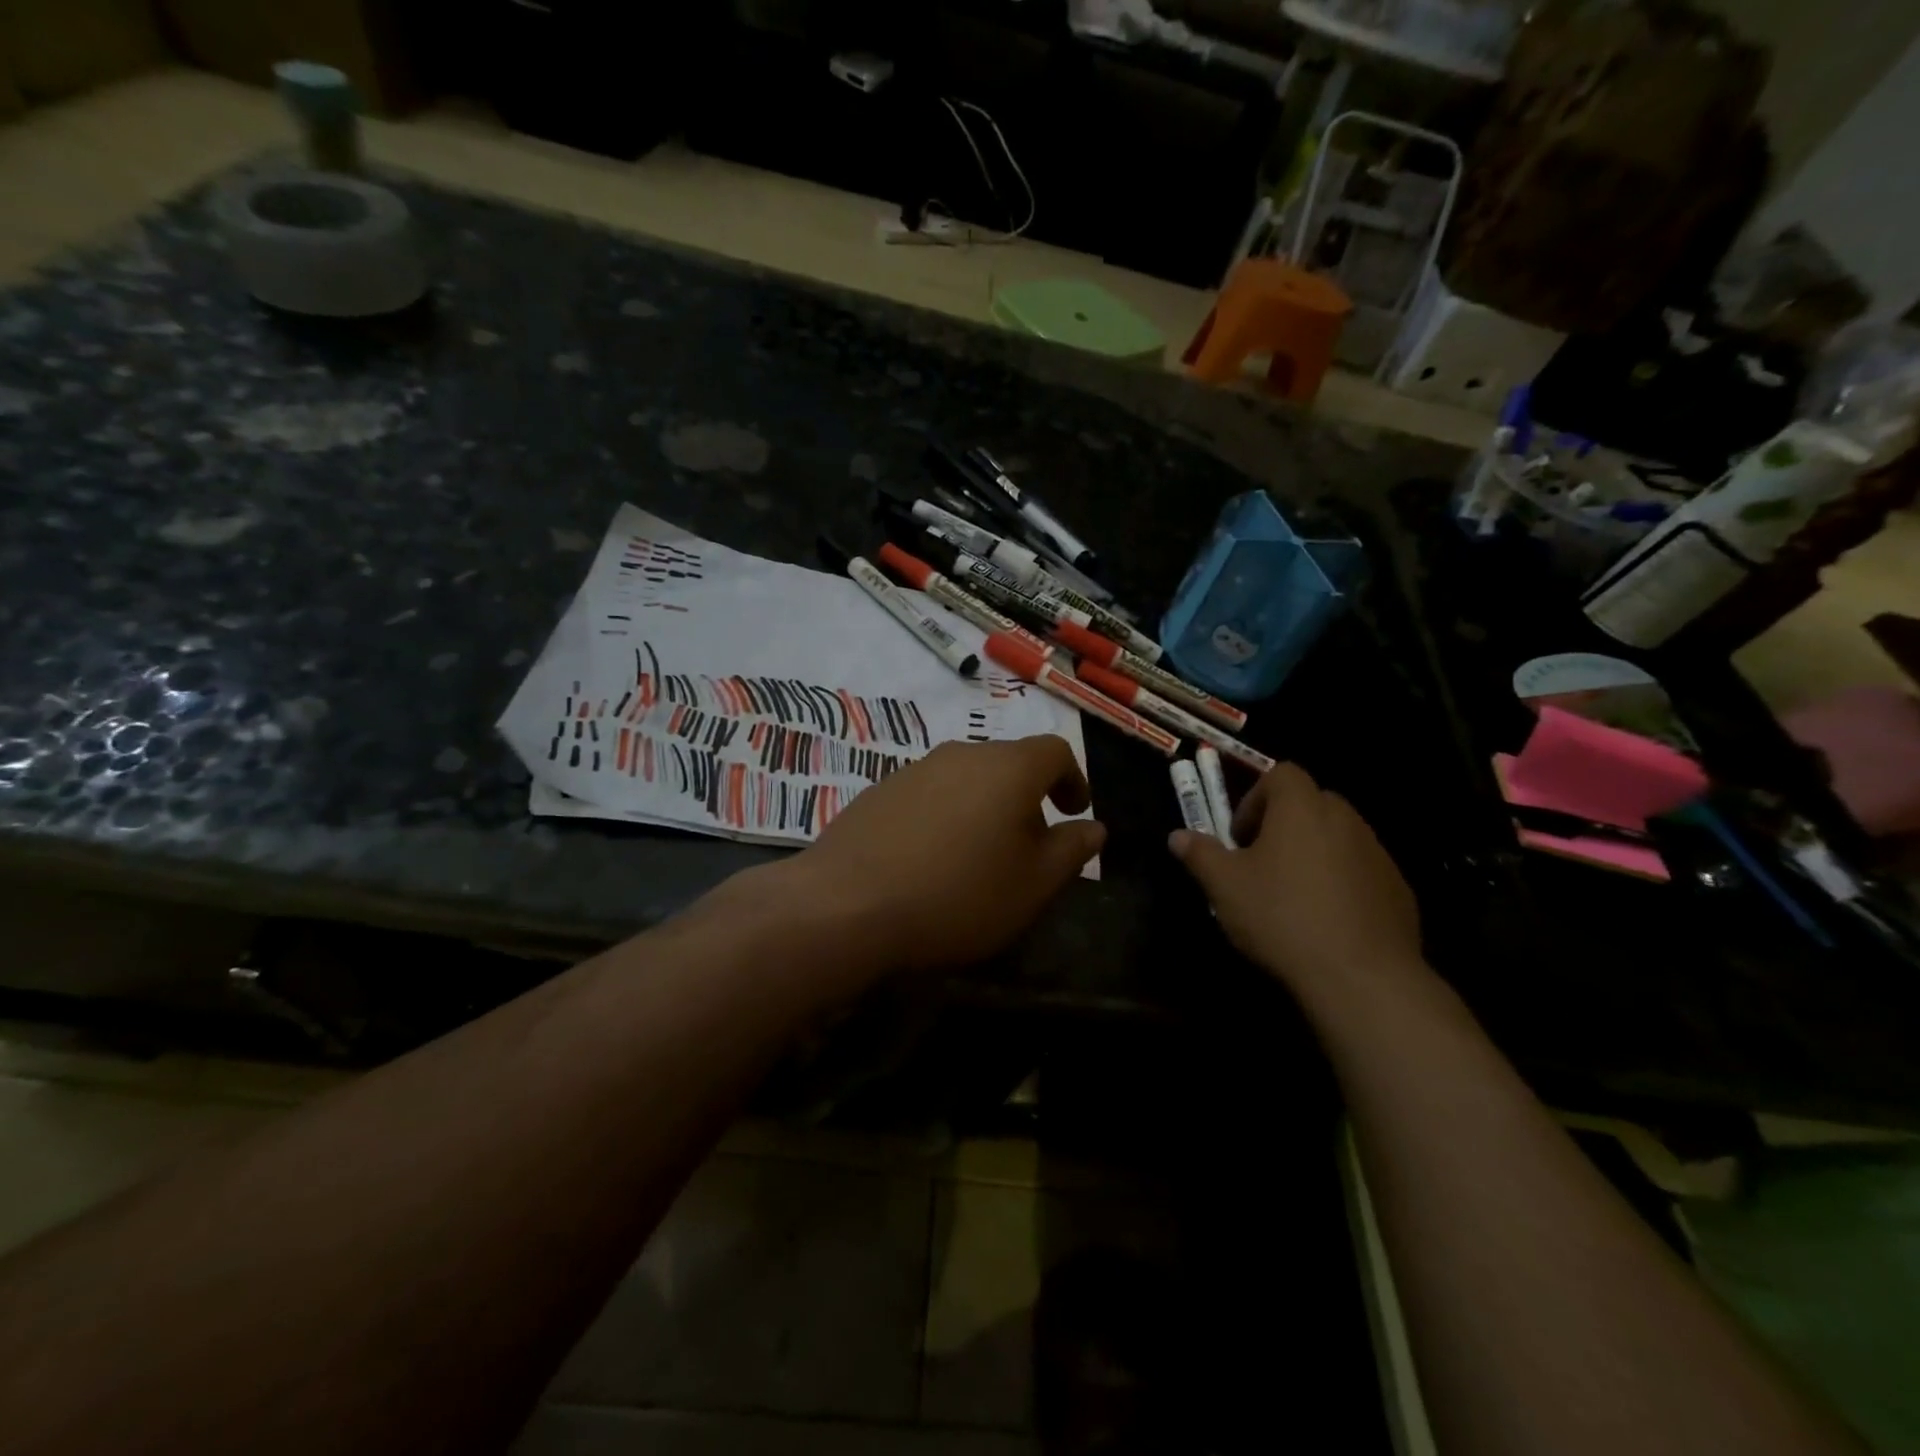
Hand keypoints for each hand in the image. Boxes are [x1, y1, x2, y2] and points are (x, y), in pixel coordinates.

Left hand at [783, 736, 1105, 973]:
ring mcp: (914, 769)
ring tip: (979, 854)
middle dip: (1027, 796)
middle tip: (1029, 842)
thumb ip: (1071, 851)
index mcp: (1008, 768)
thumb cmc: (958, 895)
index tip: (1074, 811)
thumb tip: (1094, 827)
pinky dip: (945, 815)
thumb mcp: (1032, 885)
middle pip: (1007, 762)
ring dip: (983, 805)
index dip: (1073, 779)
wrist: (846, 904)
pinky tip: (931, 858)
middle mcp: (961, 754)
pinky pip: (929, 794)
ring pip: (965, 777)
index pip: (1054, 751)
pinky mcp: (879, 790)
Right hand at [1169, 763, 1423, 1004]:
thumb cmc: (1282, 917)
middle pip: (1311, 802)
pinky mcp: (1398, 888)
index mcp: (1302, 808)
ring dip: (1313, 851)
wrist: (1360, 976)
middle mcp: (1345, 819)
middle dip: (1283, 824)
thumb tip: (1178, 836)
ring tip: (1292, 894)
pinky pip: (1361, 870)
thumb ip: (1200, 854)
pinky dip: (1341, 881)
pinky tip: (1325, 919)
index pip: (1281, 773)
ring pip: (1338, 836)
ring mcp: (1377, 853)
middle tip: (1260, 862)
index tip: (1240, 836)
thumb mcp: (1224, 886)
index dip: (1255, 798)